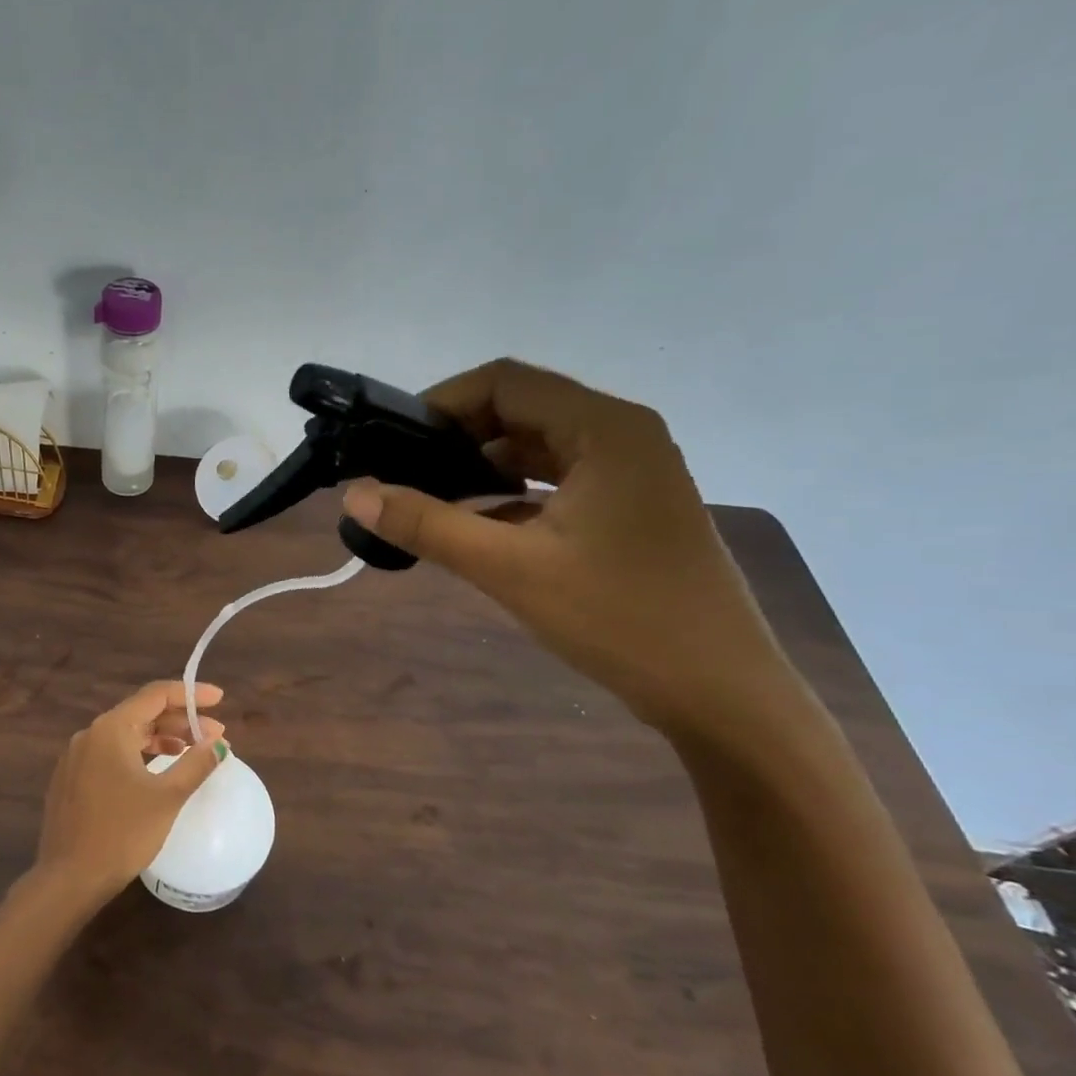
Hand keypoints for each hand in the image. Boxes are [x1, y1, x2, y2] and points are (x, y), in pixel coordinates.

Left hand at [32, 681, 227, 902]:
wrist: (69, 878)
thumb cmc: (122, 834)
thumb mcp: (167, 798)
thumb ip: (196, 764)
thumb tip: (219, 743)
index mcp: (110, 729)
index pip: (156, 695)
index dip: (190, 694)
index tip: (219, 699)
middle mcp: (90, 734)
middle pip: (141, 713)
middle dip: (180, 721)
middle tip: (215, 735)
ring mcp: (77, 756)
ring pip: (126, 735)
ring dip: (161, 739)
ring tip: (192, 751)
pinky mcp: (72, 779)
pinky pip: (112, 754)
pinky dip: (140, 755)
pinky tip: (157, 771)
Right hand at [342, 359, 793, 735]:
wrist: (720, 693)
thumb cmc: (620, 619)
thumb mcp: (509, 569)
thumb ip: (427, 525)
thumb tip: (355, 493)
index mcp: (604, 429)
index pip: (505, 382)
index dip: (441, 403)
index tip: (392, 443)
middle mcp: (621, 435)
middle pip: (519, 410)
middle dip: (454, 437)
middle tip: (399, 473)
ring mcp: (628, 472)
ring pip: (534, 447)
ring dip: (478, 467)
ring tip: (424, 499)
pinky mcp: (626, 508)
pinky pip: (552, 481)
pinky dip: (507, 494)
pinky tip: (469, 526)